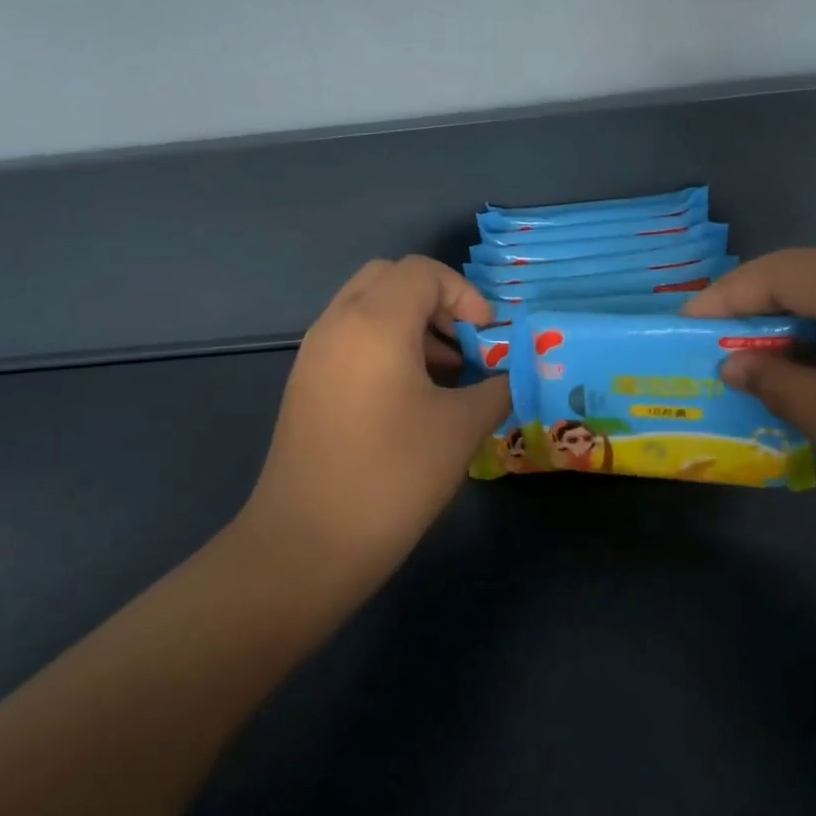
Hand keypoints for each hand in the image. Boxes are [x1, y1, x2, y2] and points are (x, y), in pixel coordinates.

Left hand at [237, 257, 510, 579]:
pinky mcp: (305, 383)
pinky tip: (408, 398)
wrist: (307, 543)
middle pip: (389, 278)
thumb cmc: (393, 476)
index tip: (487, 338)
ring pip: (366, 307)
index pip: (422, 272)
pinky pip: (349, 338)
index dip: (464, 295)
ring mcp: (314, 353)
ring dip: (409, 324)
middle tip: (463, 345)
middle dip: (434, 301)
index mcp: (374, 322)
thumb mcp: (461, 428)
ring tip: (444, 375)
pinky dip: (384, 345)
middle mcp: (337, 323)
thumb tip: (510, 374)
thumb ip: (495, 387)